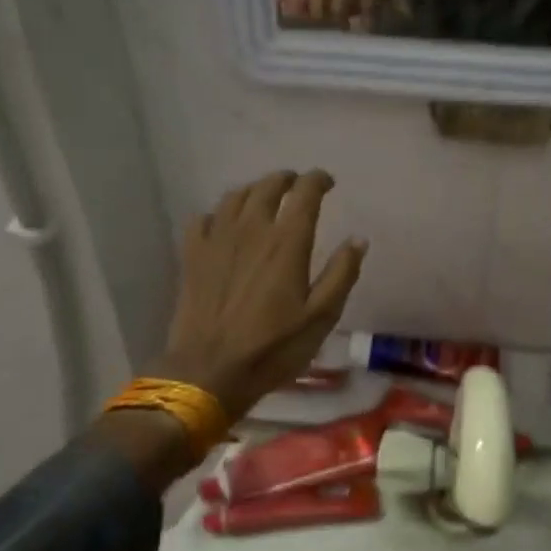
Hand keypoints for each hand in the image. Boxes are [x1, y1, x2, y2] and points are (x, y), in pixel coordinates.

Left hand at [151, 171, 367, 421]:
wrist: (209, 370)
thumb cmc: (273, 347)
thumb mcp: (321, 317)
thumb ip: (342, 274)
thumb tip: (358, 239)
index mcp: (287, 241)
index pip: (304, 192)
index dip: (317, 180)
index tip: (327, 182)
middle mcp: (251, 229)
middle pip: (267, 186)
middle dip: (286, 179)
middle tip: (296, 185)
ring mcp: (217, 239)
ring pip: (234, 196)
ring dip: (253, 190)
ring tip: (263, 198)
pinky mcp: (192, 254)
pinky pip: (204, 218)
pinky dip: (219, 213)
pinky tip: (224, 224)